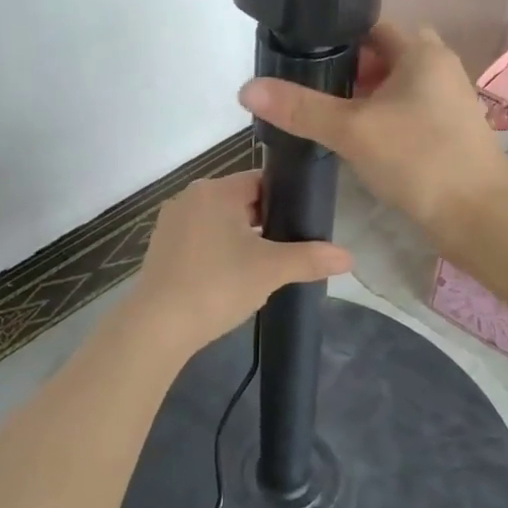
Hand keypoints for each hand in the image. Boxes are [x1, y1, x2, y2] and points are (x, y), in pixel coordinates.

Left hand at [127, 171, 351, 353]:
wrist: (158, 327)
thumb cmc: (217, 285)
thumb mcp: (270, 270)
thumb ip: (310, 258)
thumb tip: (349, 257)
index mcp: (215, 190)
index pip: (262, 181)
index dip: (287, 200)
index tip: (306, 223)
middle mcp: (190, 197)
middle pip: (240, 201)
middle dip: (266, 223)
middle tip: (292, 248)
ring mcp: (171, 223)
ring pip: (220, 222)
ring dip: (242, 239)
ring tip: (266, 266)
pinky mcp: (161, 249)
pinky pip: (201, 240)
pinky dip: (219, 252)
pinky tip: (232, 278)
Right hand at [238, 21, 507, 247]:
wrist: (479, 216)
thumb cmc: (418, 159)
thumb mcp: (351, 130)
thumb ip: (300, 107)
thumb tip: (247, 87)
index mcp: (421, 52)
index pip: (370, 28)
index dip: (334, 40)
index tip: (300, 59)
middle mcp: (439, 67)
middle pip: (382, 57)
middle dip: (346, 73)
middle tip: (309, 93)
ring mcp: (447, 100)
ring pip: (394, 87)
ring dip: (363, 99)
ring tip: (326, 118)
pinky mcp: (448, 131)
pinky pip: (406, 112)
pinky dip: (381, 119)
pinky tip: (358, 142)